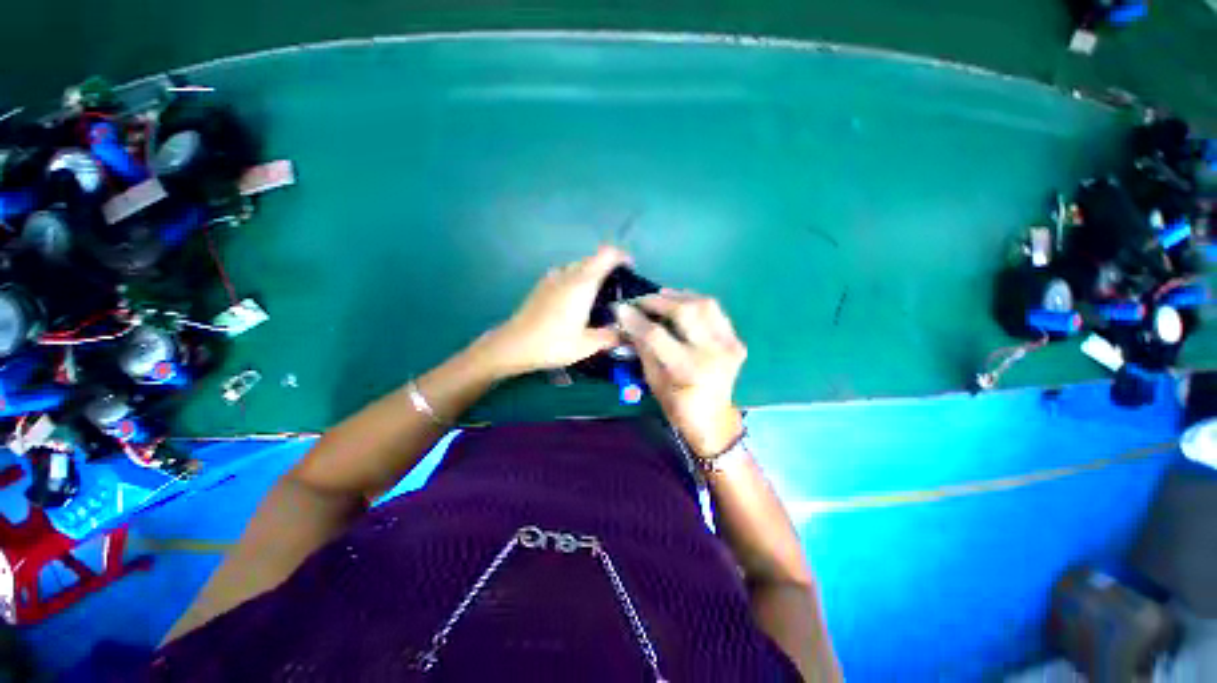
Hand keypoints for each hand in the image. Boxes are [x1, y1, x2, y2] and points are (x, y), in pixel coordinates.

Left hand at [478, 246, 631, 376]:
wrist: (513, 345)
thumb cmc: (553, 343)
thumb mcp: (587, 345)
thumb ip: (611, 337)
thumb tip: (627, 334)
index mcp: (583, 283)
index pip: (607, 254)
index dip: (622, 257)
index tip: (630, 273)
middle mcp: (568, 273)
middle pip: (594, 258)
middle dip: (609, 269)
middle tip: (617, 293)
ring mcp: (552, 278)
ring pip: (579, 266)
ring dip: (592, 275)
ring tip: (598, 299)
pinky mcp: (542, 285)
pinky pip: (566, 274)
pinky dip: (578, 281)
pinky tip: (577, 304)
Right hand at [615, 290, 746, 457]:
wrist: (714, 419)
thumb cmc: (676, 405)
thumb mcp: (653, 379)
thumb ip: (643, 346)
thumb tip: (628, 319)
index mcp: (687, 369)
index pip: (656, 335)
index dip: (636, 319)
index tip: (621, 308)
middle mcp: (712, 353)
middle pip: (684, 311)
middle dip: (657, 301)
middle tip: (641, 300)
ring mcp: (729, 345)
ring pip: (704, 304)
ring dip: (678, 296)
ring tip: (660, 297)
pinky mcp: (736, 341)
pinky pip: (715, 311)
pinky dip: (696, 303)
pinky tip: (682, 303)